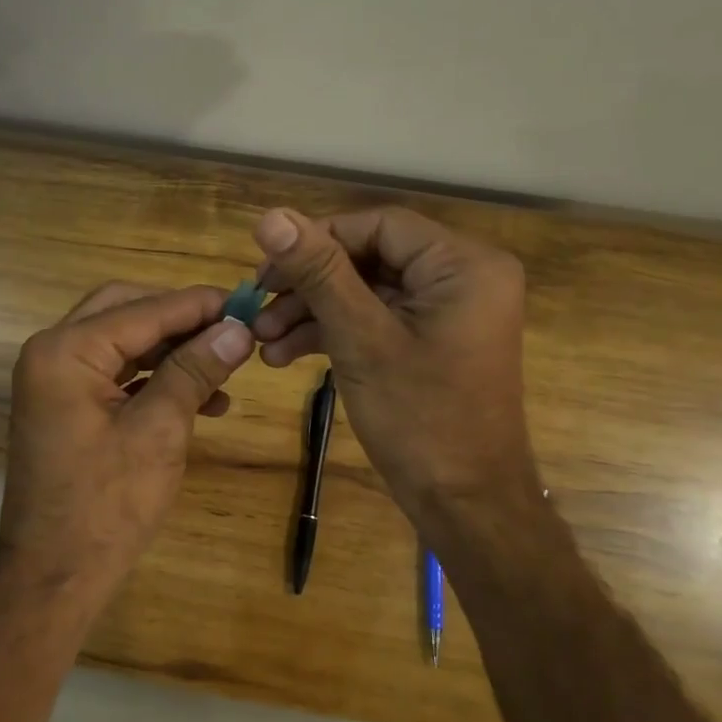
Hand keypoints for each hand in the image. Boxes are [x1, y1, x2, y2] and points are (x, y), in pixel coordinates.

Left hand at [0, 282, 255, 596]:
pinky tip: (201, 400)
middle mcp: (52, 353)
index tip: (248, 304)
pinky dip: (155, 380)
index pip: (143, 309)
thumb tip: (237, 328)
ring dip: (173, 352)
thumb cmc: (107, 504)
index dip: (198, 305)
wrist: (55, 575)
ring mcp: (55, 381)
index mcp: (66, 351)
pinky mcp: (66, 406)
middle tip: (231, 331)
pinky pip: (116, 374)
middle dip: (181, 321)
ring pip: (123, 343)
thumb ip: (194, 370)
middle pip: (126, 312)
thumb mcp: (159, 430)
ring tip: (226, 371)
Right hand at [250, 207, 537, 516]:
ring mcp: (447, 311)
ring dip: (312, 313)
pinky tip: (285, 355)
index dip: (316, 241)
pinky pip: (377, 320)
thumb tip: (271, 216)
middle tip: (256, 309)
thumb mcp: (361, 338)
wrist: (465, 504)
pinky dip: (334, 333)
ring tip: (261, 342)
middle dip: (308, 286)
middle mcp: (462, 277)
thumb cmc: (420, 418)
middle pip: (369, 258)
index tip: (266, 269)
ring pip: (366, 292)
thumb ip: (319, 272)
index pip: (377, 225)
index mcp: (462, 264)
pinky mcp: (431, 341)